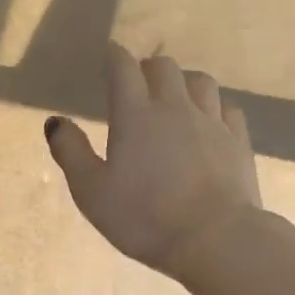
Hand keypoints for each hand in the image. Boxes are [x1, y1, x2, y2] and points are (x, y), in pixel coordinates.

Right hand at [46, 43, 262, 277]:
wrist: (215, 239)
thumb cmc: (144, 218)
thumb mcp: (91, 192)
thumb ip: (71, 152)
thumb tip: (55, 121)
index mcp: (135, 114)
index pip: (123, 67)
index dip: (114, 56)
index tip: (110, 54)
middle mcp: (175, 107)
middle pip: (164, 67)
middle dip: (148, 67)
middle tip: (139, 82)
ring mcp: (212, 122)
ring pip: (201, 81)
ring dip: (184, 82)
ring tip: (177, 97)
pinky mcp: (238, 141)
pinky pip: (227, 108)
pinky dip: (215, 107)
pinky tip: (211, 120)